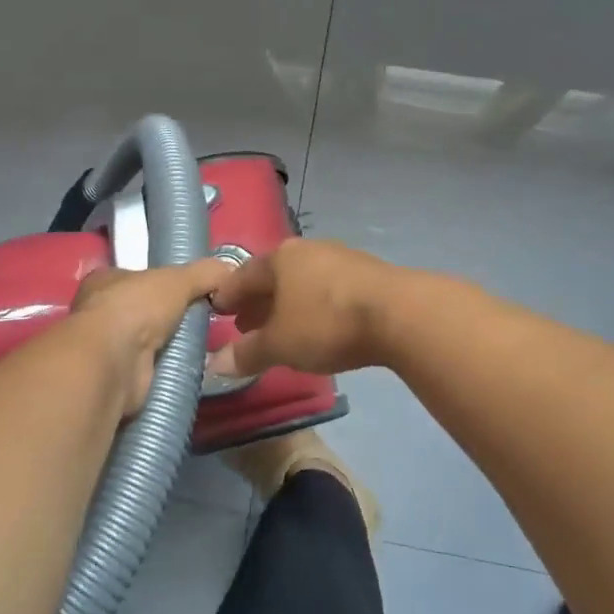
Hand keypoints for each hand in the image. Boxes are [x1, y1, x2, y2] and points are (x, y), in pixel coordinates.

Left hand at [69, 258, 233, 418]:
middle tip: (202, 319)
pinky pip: (149, 368)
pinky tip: (189, 366)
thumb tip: (231, 269)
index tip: (188, 289)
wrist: (114, 362)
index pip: (135, 276)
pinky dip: (167, 368)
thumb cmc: (136, 307)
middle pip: (141, 309)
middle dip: (167, 316)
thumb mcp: (179, 279)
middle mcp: (99, 312)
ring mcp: (105, 347)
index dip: (160, 281)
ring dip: (168, 344)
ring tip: (202, 344)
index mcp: (104, 280)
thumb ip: (205, 273)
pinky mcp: (116, 377)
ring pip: (145, 341)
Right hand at [208, 238, 399, 376]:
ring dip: (286, 306)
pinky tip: (316, 327)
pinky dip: (312, 307)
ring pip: (302, 283)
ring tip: (280, 331)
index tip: (216, 310)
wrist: (398, 313)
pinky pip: (326, 290)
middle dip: (257, 302)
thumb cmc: (326, 323)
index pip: (242, 275)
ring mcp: (339, 258)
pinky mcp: (366, 274)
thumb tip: (216, 363)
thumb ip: (247, 353)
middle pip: (273, 277)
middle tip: (244, 326)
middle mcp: (307, 251)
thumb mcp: (280, 344)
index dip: (227, 295)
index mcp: (279, 258)